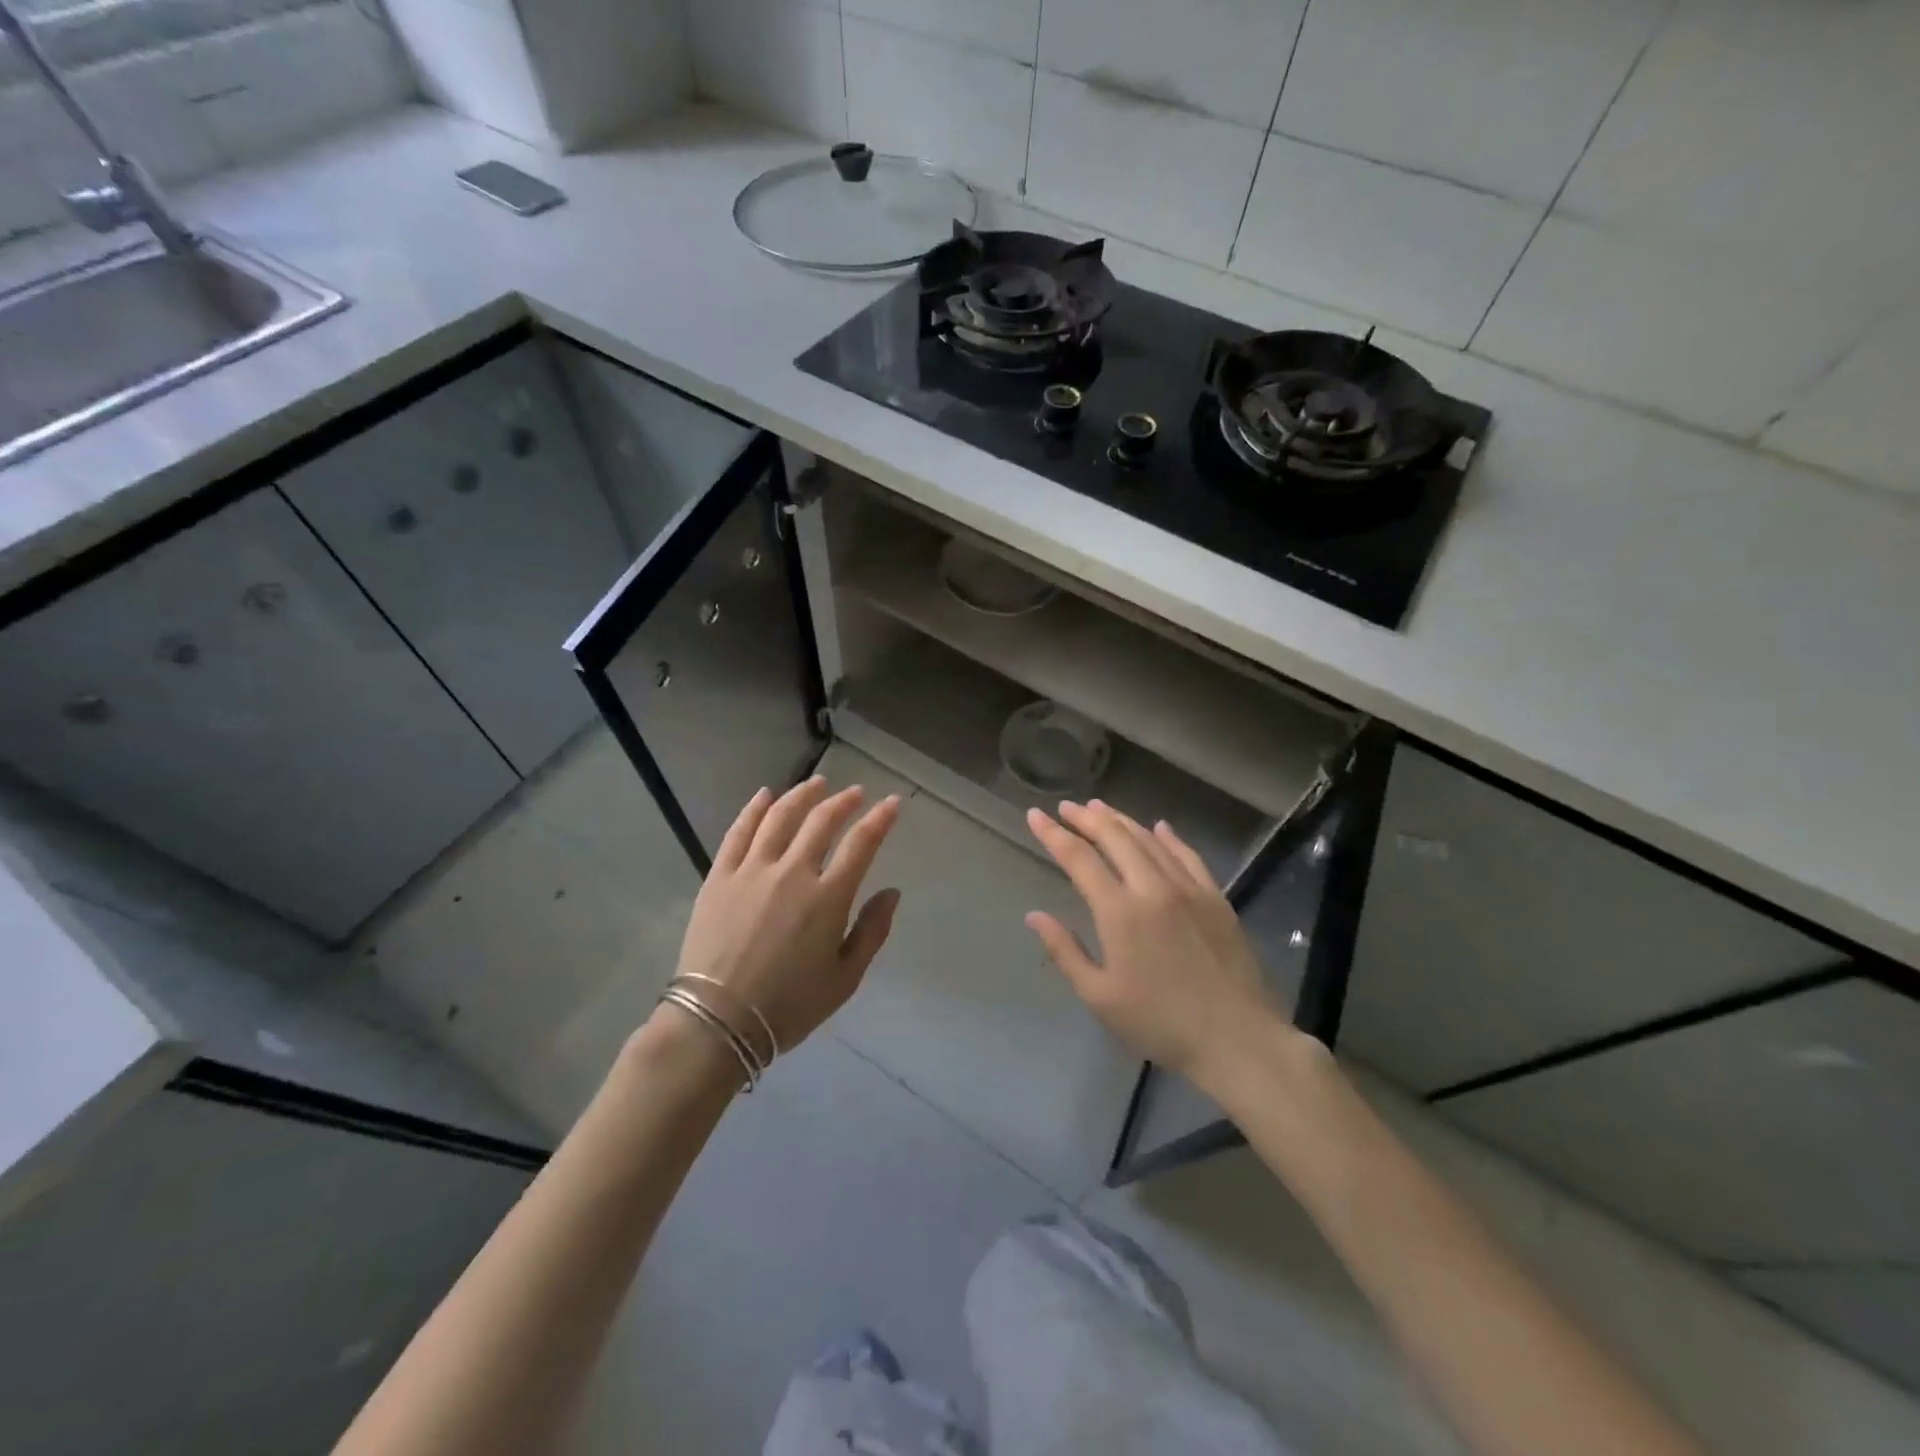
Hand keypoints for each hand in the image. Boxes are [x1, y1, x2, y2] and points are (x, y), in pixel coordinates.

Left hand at [669, 777, 901, 1059]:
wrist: (717, 1022)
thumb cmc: (789, 1005)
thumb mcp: (845, 978)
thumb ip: (872, 931)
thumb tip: (891, 892)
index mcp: (828, 898)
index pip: (862, 844)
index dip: (880, 819)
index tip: (892, 803)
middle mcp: (792, 872)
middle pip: (821, 821)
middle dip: (844, 801)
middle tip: (855, 793)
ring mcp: (752, 870)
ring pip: (780, 816)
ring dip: (802, 795)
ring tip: (817, 783)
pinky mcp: (720, 876)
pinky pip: (739, 831)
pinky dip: (754, 808)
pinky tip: (765, 795)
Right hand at [1025, 800, 1290, 1086]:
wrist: (1237, 1039)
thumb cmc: (1160, 1023)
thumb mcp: (1100, 996)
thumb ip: (1065, 951)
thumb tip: (1035, 915)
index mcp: (1119, 912)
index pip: (1079, 858)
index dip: (1054, 834)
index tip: (1036, 815)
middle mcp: (1152, 888)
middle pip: (1115, 838)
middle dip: (1086, 818)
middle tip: (1066, 806)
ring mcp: (1188, 889)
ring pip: (1149, 840)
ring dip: (1121, 820)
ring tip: (1100, 808)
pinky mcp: (1216, 898)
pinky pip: (1188, 855)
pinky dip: (1168, 837)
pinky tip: (1159, 827)